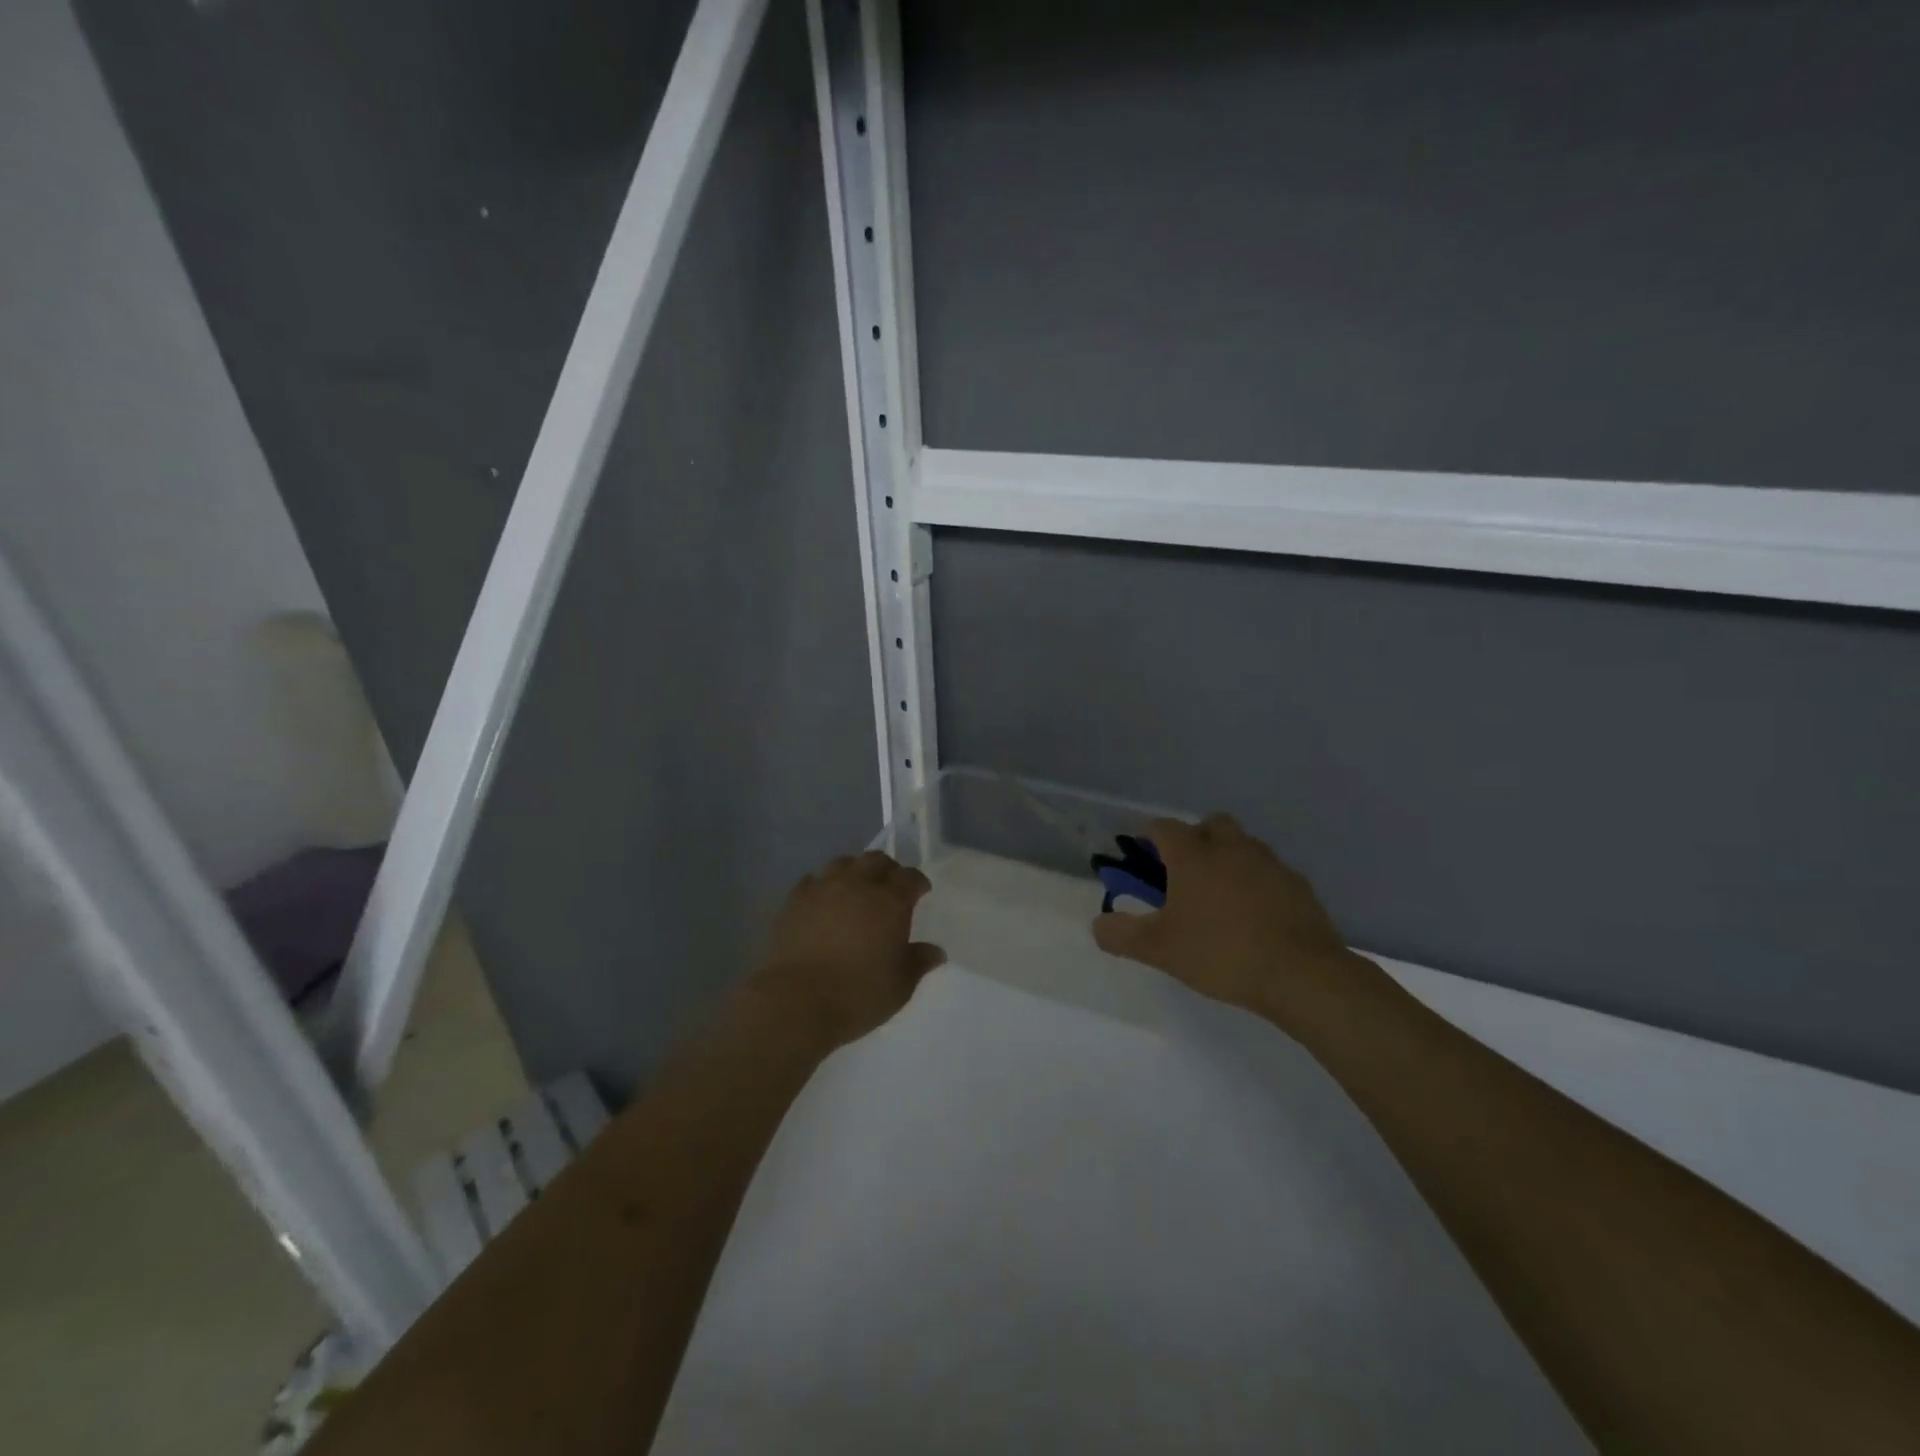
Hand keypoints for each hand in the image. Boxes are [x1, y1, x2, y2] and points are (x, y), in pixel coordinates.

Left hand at [747, 851, 945, 1050]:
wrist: (797, 1001)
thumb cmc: (858, 994)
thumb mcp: (900, 985)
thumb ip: (919, 962)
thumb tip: (937, 952)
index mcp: (890, 902)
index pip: (910, 877)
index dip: (917, 882)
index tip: (920, 892)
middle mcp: (858, 885)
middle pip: (876, 860)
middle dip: (887, 870)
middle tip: (889, 887)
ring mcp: (823, 888)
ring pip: (843, 863)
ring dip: (854, 871)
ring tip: (855, 888)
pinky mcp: (795, 900)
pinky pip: (812, 881)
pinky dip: (822, 886)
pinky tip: (822, 902)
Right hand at [1091, 813, 1373, 1032]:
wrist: (1301, 974)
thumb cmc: (1220, 952)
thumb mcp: (1159, 949)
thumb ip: (1121, 935)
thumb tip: (1098, 925)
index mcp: (1194, 855)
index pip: (1164, 827)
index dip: (1149, 837)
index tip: (1142, 856)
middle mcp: (1231, 847)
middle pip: (1210, 825)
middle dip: (1195, 839)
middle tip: (1184, 874)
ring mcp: (1269, 863)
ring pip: (1243, 846)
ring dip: (1227, 859)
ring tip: (1219, 898)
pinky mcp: (1298, 886)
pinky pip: (1269, 872)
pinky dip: (1256, 882)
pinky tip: (1253, 916)